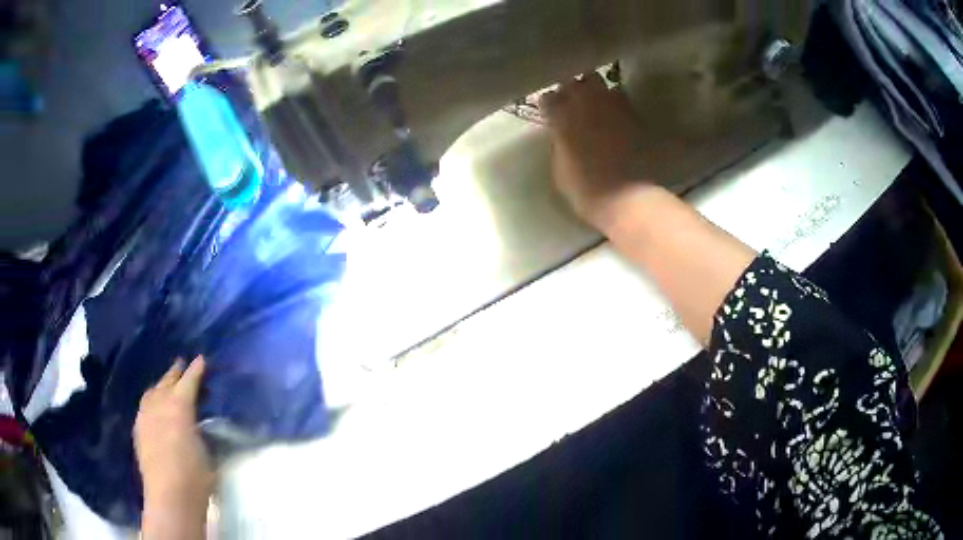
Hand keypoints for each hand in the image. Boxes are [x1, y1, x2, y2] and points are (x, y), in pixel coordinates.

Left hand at [135, 357, 213, 522]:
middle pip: (166, 382)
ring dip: (160, 385)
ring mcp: (145, 417)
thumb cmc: (196, 477)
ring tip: (166, 384)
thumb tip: (197, 422)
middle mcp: (159, 405)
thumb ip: (200, 430)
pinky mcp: (138, 431)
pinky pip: (144, 407)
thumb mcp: (207, 450)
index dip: (195, 370)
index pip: (188, 382)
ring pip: (152, 392)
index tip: (201, 359)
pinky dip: (151, 401)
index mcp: (179, 407)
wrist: (170, 497)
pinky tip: (154, 408)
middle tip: (181, 364)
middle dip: (174, 372)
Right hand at [540, 73, 652, 228]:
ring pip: (602, 85)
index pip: (548, 98)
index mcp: (561, 116)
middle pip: (576, 81)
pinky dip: (616, 107)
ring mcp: (613, 106)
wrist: (628, 199)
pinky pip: (621, 101)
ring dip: (597, 94)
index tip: (551, 114)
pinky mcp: (634, 115)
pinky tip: (615, 120)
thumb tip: (561, 133)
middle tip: (574, 103)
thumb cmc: (587, 190)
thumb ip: (559, 143)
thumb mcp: (560, 169)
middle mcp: (587, 102)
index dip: (550, 106)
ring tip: (597, 108)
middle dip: (573, 89)